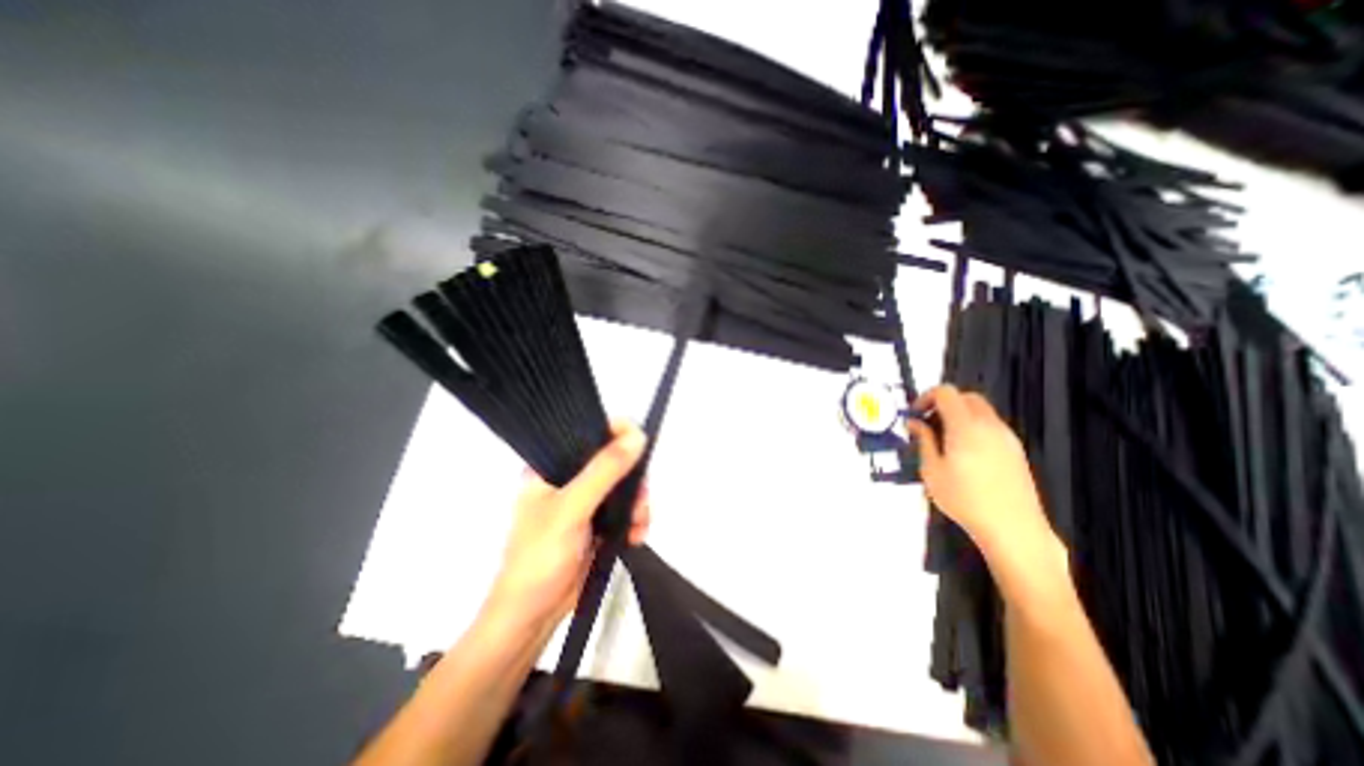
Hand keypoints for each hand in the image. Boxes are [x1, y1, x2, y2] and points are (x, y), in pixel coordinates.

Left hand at [480, 422, 653, 630]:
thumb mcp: (571, 509)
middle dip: (633, 480)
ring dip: (638, 504)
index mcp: (552, 466)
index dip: (616, 433)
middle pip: (615, 460)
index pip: (589, 433)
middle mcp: (570, 479)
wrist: (532, 617)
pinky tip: (636, 536)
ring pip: (625, 486)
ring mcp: (586, 502)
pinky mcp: (599, 523)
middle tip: (639, 500)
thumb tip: (638, 437)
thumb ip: (604, 472)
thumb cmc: (539, 558)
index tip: (639, 446)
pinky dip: (636, 520)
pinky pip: (627, 510)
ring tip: (637, 526)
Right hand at [910, 386, 1057, 557]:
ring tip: (943, 441)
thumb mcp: (932, 470)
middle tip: (927, 424)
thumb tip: (914, 423)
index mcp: (965, 426)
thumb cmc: (964, 499)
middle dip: (943, 404)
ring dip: (958, 416)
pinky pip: (990, 426)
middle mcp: (989, 425)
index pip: (946, 392)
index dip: (926, 397)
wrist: (1013, 528)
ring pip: (980, 411)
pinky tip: (963, 453)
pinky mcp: (1015, 450)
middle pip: (966, 397)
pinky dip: (973, 428)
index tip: (915, 415)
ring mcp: (1006, 437)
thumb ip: (923, 440)